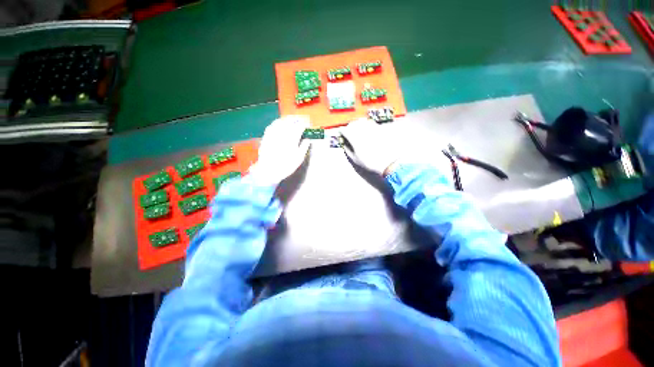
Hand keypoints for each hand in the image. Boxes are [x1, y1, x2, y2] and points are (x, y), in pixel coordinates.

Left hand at [247, 115, 310, 185]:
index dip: (305, 123)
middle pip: (291, 121)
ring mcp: (273, 132)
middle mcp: (283, 132)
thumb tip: (308, 139)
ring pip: (281, 121)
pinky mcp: (266, 135)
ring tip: (292, 119)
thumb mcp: (299, 158)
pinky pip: (273, 125)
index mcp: (292, 138)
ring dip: (288, 118)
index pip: (300, 126)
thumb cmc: (286, 166)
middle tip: (301, 119)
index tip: (308, 124)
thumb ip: (304, 147)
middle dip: (297, 119)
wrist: (268, 170)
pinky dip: (278, 122)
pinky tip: (280, 123)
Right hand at [340, 118, 399, 174]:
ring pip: (361, 121)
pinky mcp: (379, 128)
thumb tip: (345, 144)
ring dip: (357, 125)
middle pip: (352, 123)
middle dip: (349, 127)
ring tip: (357, 131)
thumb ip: (347, 150)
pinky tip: (367, 131)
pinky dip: (366, 125)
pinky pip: (370, 123)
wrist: (387, 162)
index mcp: (354, 137)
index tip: (341, 135)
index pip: (344, 130)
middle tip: (348, 133)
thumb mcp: (355, 159)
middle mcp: (362, 129)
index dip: (341, 133)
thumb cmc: (370, 162)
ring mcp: (371, 127)